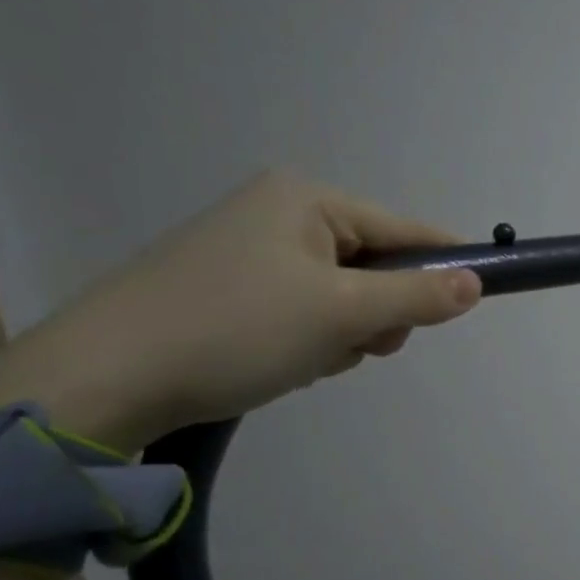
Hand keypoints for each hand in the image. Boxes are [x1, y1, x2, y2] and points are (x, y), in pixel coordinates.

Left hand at [0, 171, 481, 452]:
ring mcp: (248, 251)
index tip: (475, 301)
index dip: (446, 266)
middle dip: (379, 312)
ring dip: (344, 333)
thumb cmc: (237, 329)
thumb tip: (477, 282)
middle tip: (362, 345)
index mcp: (306, 200)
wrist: (102, 379)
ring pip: (342, 295)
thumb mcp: (343, 314)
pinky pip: (304, 310)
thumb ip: (417, 296)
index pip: (407, 229)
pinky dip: (309, 339)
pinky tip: (283, 362)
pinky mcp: (227, 289)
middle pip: (375, 264)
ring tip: (310, 359)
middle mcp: (278, 213)